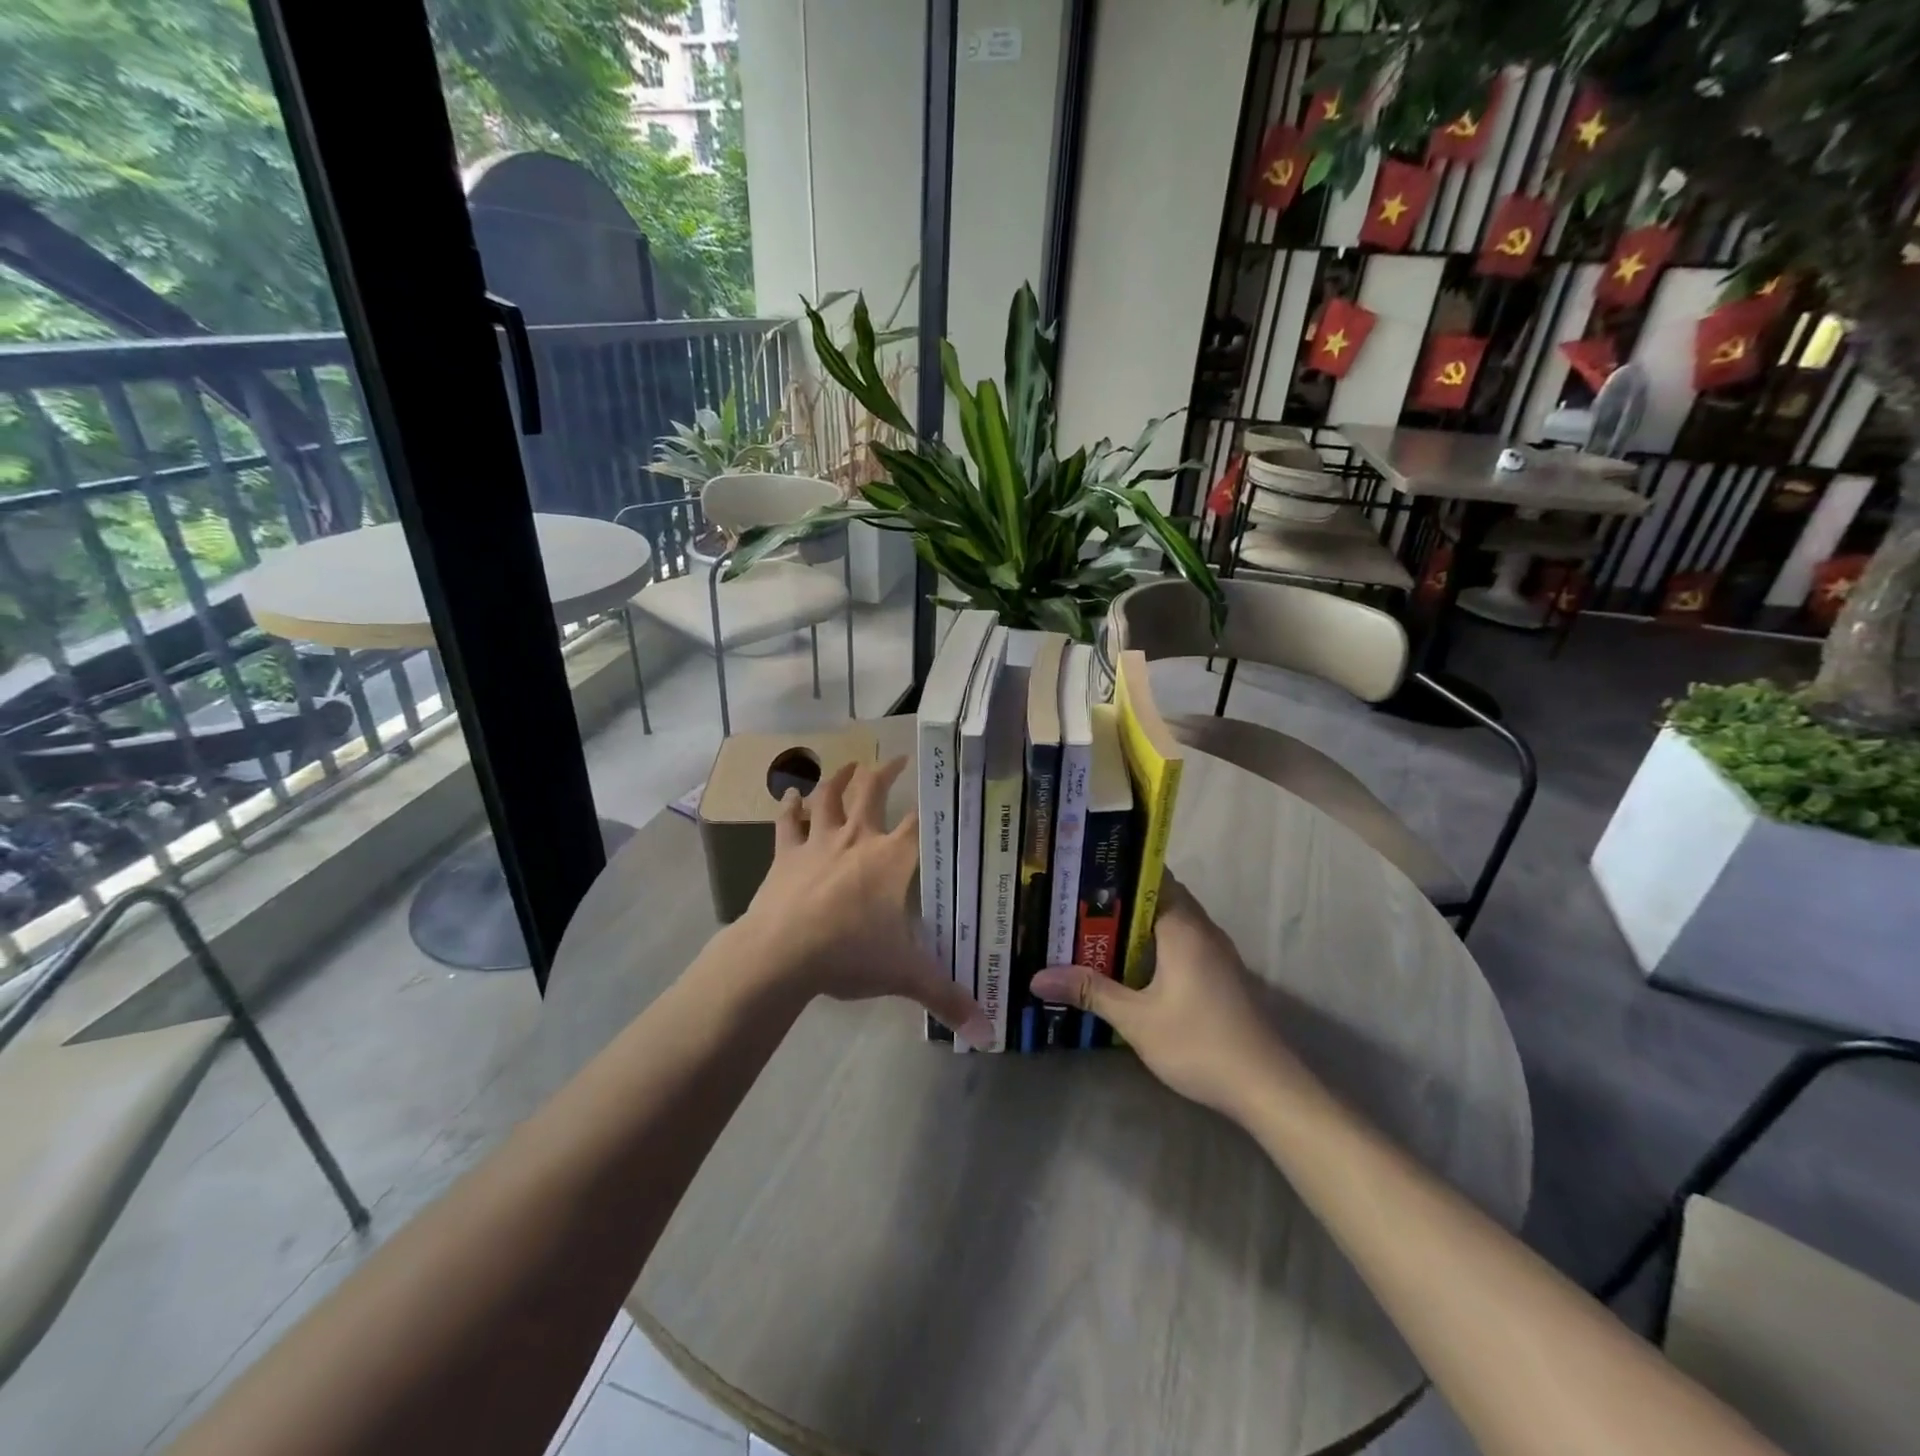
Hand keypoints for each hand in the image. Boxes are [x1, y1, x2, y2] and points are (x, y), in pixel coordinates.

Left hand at [735, 756, 992, 1047]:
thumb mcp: (905, 976)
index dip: (934, 804)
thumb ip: (947, 998)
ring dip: (839, 778)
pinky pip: (788, 823)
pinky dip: (789, 807)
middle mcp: (857, 839)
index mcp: (891, 859)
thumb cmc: (849, 954)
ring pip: (829, 797)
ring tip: (849, 764)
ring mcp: (819, 842)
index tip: (945, 788)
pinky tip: (790, 794)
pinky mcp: (786, 855)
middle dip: (886, 772)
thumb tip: (987, 1031)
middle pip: (873, 792)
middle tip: (897, 759)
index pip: (921, 823)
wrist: (782, 953)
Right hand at [1029, 875, 1297, 1118]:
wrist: (1266, 1087)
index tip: (1079, 873)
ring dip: (1135, 925)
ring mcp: (1215, 952)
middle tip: (1073, 903)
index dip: (1116, 871)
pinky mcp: (1220, 974)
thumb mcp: (1136, 1020)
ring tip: (1090, 929)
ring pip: (1169, 922)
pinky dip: (1153, 944)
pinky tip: (1126, 964)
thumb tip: (1037, 978)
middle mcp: (1202, 929)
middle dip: (1118, 899)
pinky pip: (1180, 942)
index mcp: (1183, 926)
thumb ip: (1090, 992)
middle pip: (1157, 897)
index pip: (1150, 877)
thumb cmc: (1199, 1043)